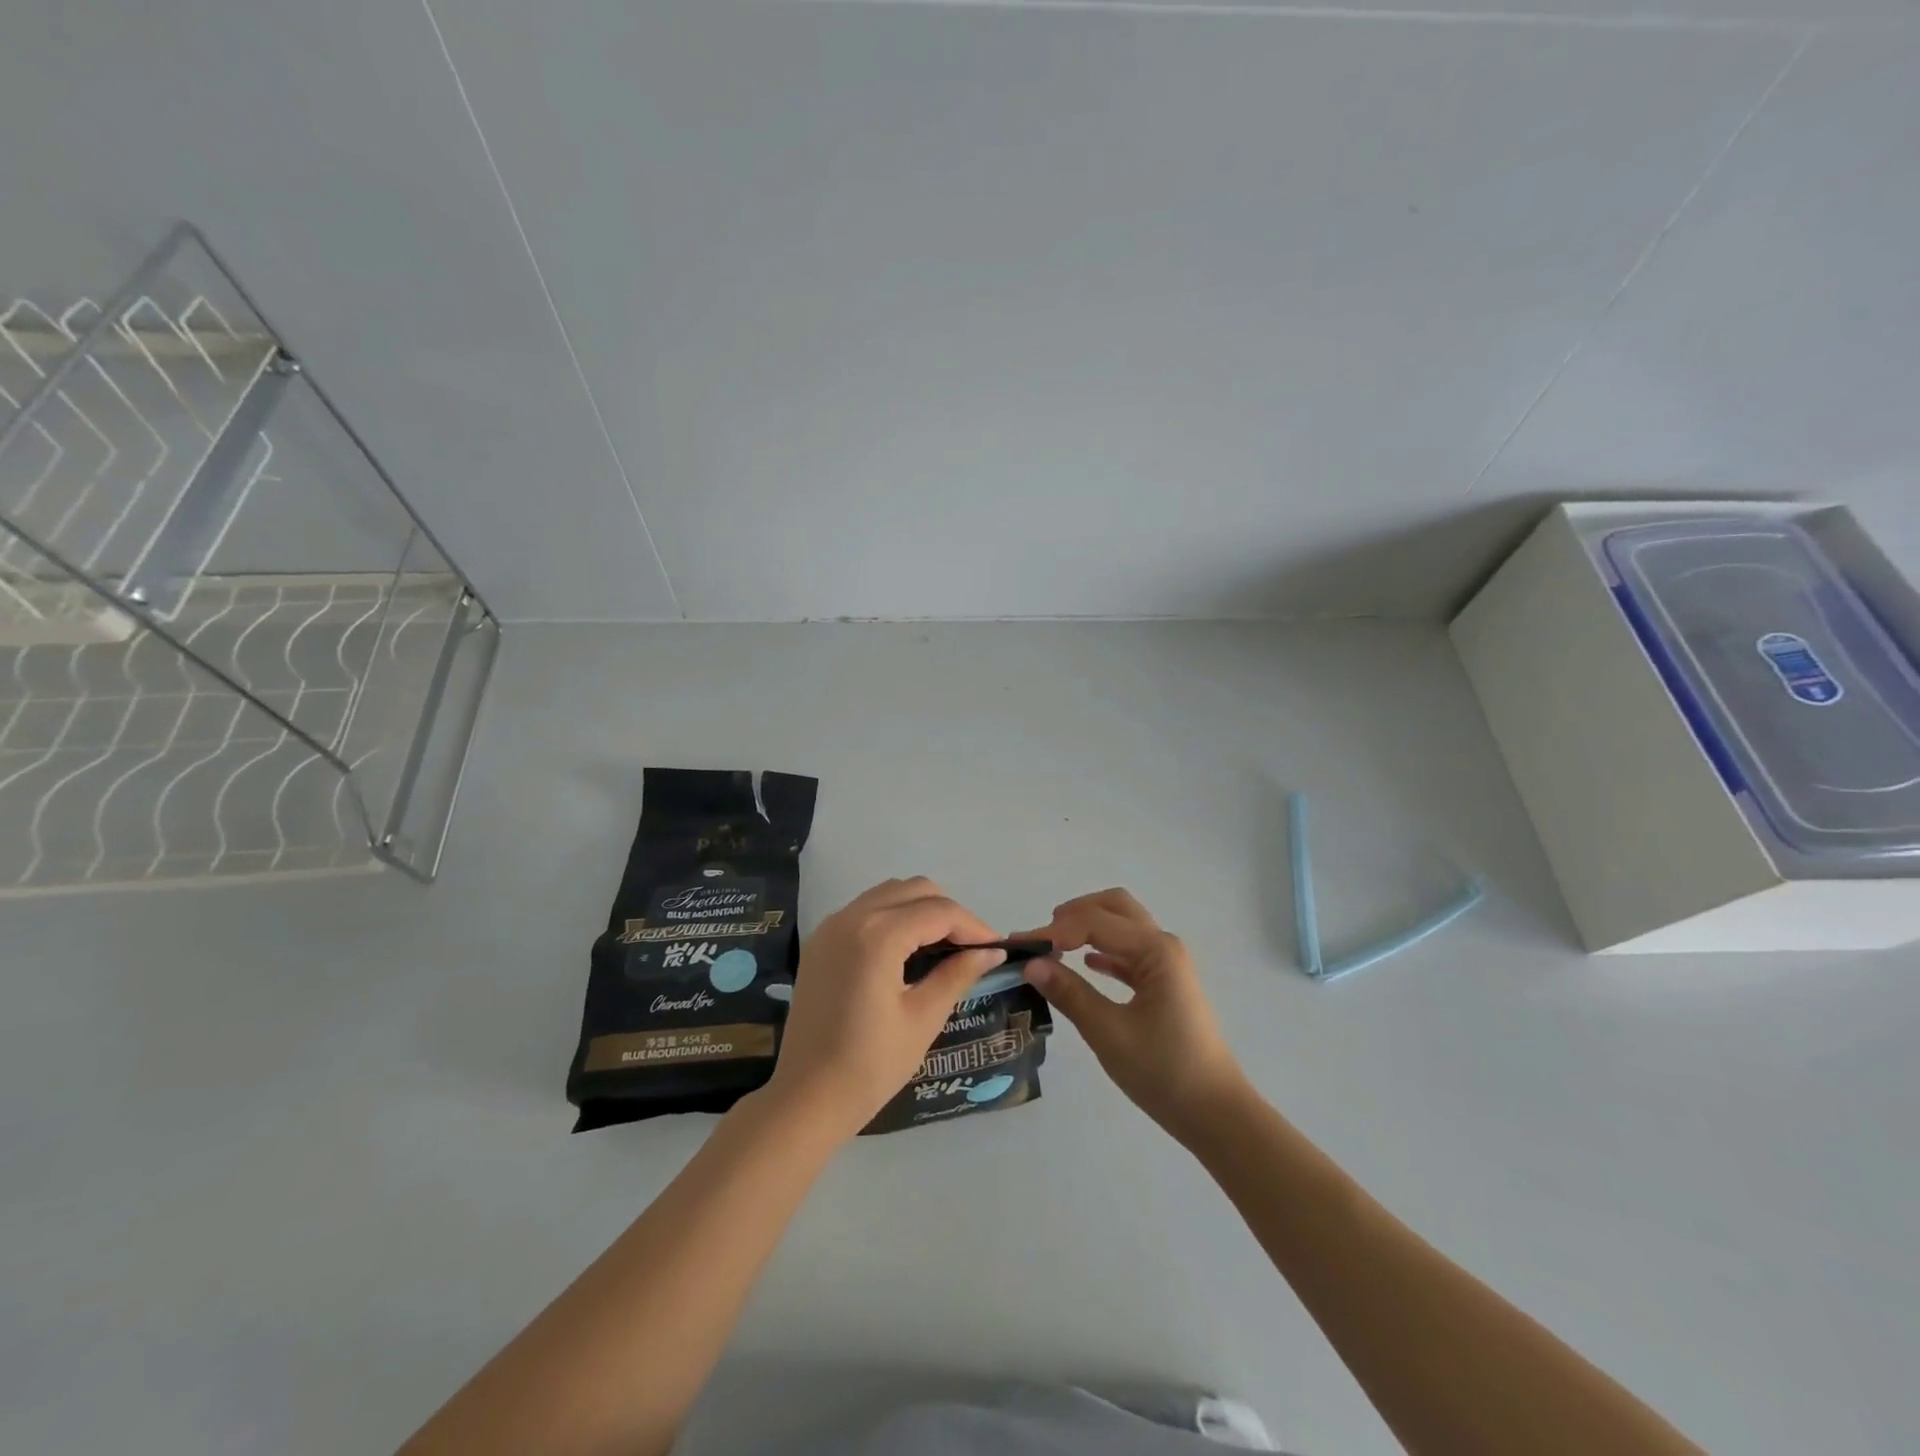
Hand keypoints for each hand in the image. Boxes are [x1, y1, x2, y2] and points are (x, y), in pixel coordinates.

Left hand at [767, 877, 1007, 1139]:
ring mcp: (831, 926)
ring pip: (889, 894)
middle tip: (970, 949)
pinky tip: (908, 951)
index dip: (974, 926)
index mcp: (878, 935)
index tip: (996, 948)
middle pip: (914, 890)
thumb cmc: (870, 1065)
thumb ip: (958, 974)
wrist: (806, 1098)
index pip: (939, 912)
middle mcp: (852, 917)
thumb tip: (991, 951)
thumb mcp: (923, 1018)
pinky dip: (893, 917)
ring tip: (942, 948)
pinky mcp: (821, 941)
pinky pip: (866, 910)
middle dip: (948, 913)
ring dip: (920, 910)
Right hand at [1022, 888, 1248, 1144]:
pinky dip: (1104, 951)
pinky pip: (1129, 953)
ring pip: (1123, 927)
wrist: (1215, 1114)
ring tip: (1054, 949)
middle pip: (1114, 907)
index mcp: (1154, 949)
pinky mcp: (1166, 984)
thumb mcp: (1108, 1032)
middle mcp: (1163, 946)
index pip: (1093, 922)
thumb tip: (1031, 964)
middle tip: (1042, 938)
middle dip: (1075, 914)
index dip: (1052, 931)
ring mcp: (1167, 964)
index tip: (1018, 947)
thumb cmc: (1163, 1070)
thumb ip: (1069, 993)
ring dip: (1089, 929)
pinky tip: (1085, 965)